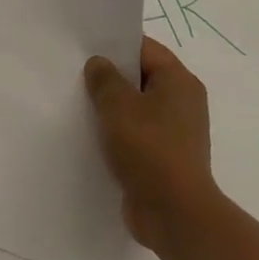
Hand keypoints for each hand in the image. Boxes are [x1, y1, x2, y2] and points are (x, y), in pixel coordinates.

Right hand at [84, 37, 217, 256]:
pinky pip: (137, 135)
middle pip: (141, 78)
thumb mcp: (117, 105)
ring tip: (78, 104)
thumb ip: (104, 78)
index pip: (145, 49)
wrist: (174, 214)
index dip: (115, 45)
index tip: (84, 47)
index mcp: (179, 82)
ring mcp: (175, 133)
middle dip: (110, 77)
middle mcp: (182, 103)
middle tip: (75, 74)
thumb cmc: (149, 149)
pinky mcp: (164, 158)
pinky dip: (117, 133)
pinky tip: (91, 136)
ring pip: (137, 108)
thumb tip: (99, 64)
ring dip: (111, 108)